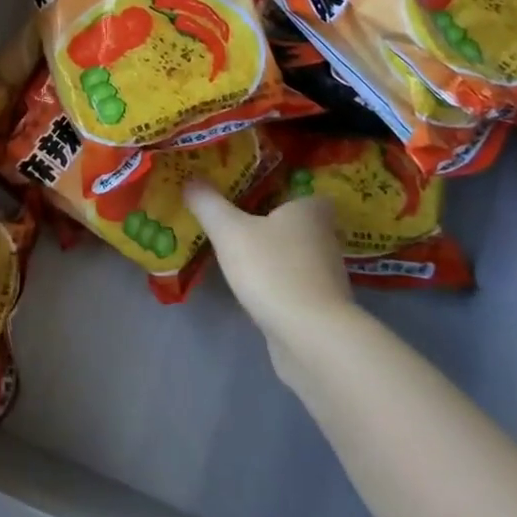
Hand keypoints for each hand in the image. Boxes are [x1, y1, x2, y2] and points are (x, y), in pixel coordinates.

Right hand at [185, 182, 354, 364]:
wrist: (311, 338)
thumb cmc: (273, 270)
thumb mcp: (229, 230)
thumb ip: (208, 203)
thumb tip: (190, 178)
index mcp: (310, 210)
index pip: (301, 189)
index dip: (280, 186)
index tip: (255, 188)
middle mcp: (325, 238)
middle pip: (296, 221)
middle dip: (271, 220)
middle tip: (236, 214)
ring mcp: (326, 276)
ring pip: (294, 253)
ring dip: (273, 252)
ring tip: (238, 249)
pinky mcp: (320, 307)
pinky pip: (293, 282)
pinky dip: (276, 281)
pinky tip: (252, 284)